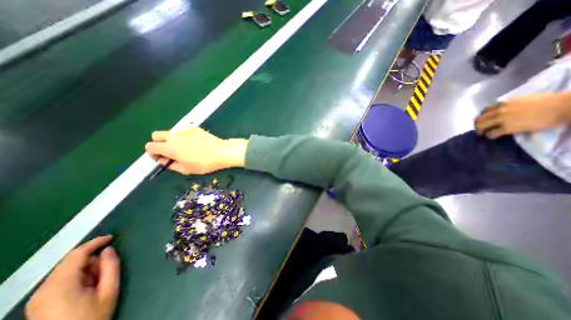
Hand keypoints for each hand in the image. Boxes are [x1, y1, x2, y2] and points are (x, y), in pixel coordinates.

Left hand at [26, 235, 120, 319]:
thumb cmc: (92, 317)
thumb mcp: (109, 290)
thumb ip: (111, 266)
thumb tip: (108, 250)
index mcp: (60, 286)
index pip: (76, 255)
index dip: (95, 243)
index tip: (112, 237)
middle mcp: (43, 290)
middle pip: (70, 261)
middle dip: (92, 259)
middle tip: (107, 269)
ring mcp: (38, 298)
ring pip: (66, 269)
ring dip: (86, 268)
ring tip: (98, 281)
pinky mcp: (39, 303)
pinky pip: (61, 279)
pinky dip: (77, 276)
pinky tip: (87, 286)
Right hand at [145, 126, 246, 174]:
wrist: (221, 152)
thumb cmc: (204, 163)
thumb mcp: (186, 169)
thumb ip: (171, 165)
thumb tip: (164, 160)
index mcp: (169, 148)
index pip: (150, 147)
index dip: (153, 153)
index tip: (161, 158)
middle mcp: (174, 136)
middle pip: (156, 135)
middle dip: (159, 143)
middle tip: (170, 151)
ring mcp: (184, 130)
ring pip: (171, 132)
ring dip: (172, 139)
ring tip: (186, 148)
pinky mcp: (194, 128)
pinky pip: (183, 131)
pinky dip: (184, 136)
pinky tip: (195, 142)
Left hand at [476, 91, 570, 138]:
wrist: (564, 106)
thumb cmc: (550, 101)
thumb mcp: (525, 99)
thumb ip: (512, 104)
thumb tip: (507, 108)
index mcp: (505, 102)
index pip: (485, 110)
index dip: (482, 116)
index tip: (483, 120)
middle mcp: (500, 110)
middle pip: (480, 119)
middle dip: (478, 124)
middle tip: (479, 129)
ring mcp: (502, 119)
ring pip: (482, 126)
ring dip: (480, 131)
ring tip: (482, 134)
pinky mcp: (508, 127)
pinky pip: (492, 133)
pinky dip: (490, 136)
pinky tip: (492, 137)